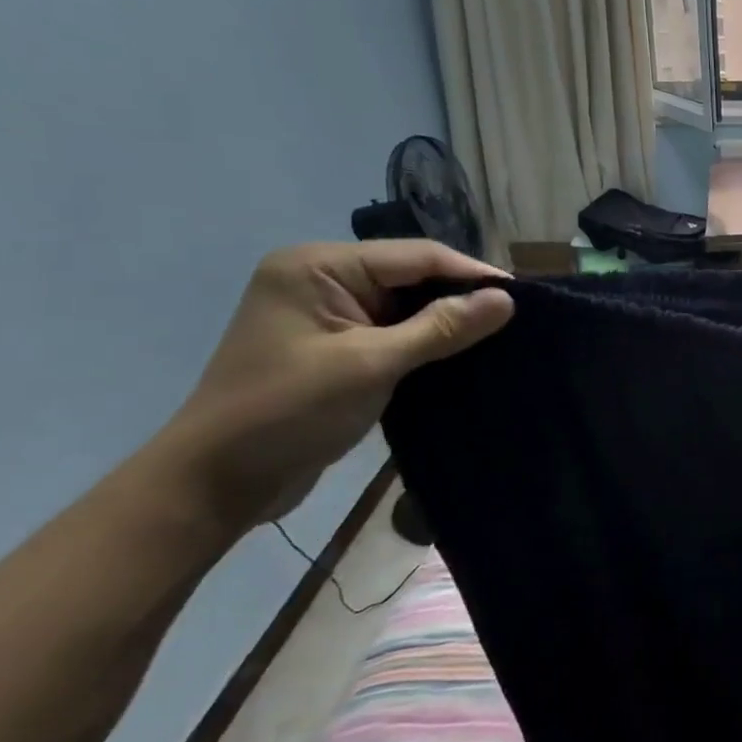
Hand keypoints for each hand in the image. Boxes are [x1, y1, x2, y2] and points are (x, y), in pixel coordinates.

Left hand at [158, 241, 513, 534]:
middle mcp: (321, 279)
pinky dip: (427, 341)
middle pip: (412, 276)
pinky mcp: (334, 346)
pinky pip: (393, 331)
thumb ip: (441, 328)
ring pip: (406, 305)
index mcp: (319, 266)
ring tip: (502, 333)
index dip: (472, 273)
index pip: (416, 256)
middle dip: (462, 296)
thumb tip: (506, 299)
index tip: (525, 295)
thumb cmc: (287, 413)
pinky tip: (463, 353)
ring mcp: (326, 314)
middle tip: (519, 317)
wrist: (215, 485)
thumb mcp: (371, 365)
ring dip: (448, 321)